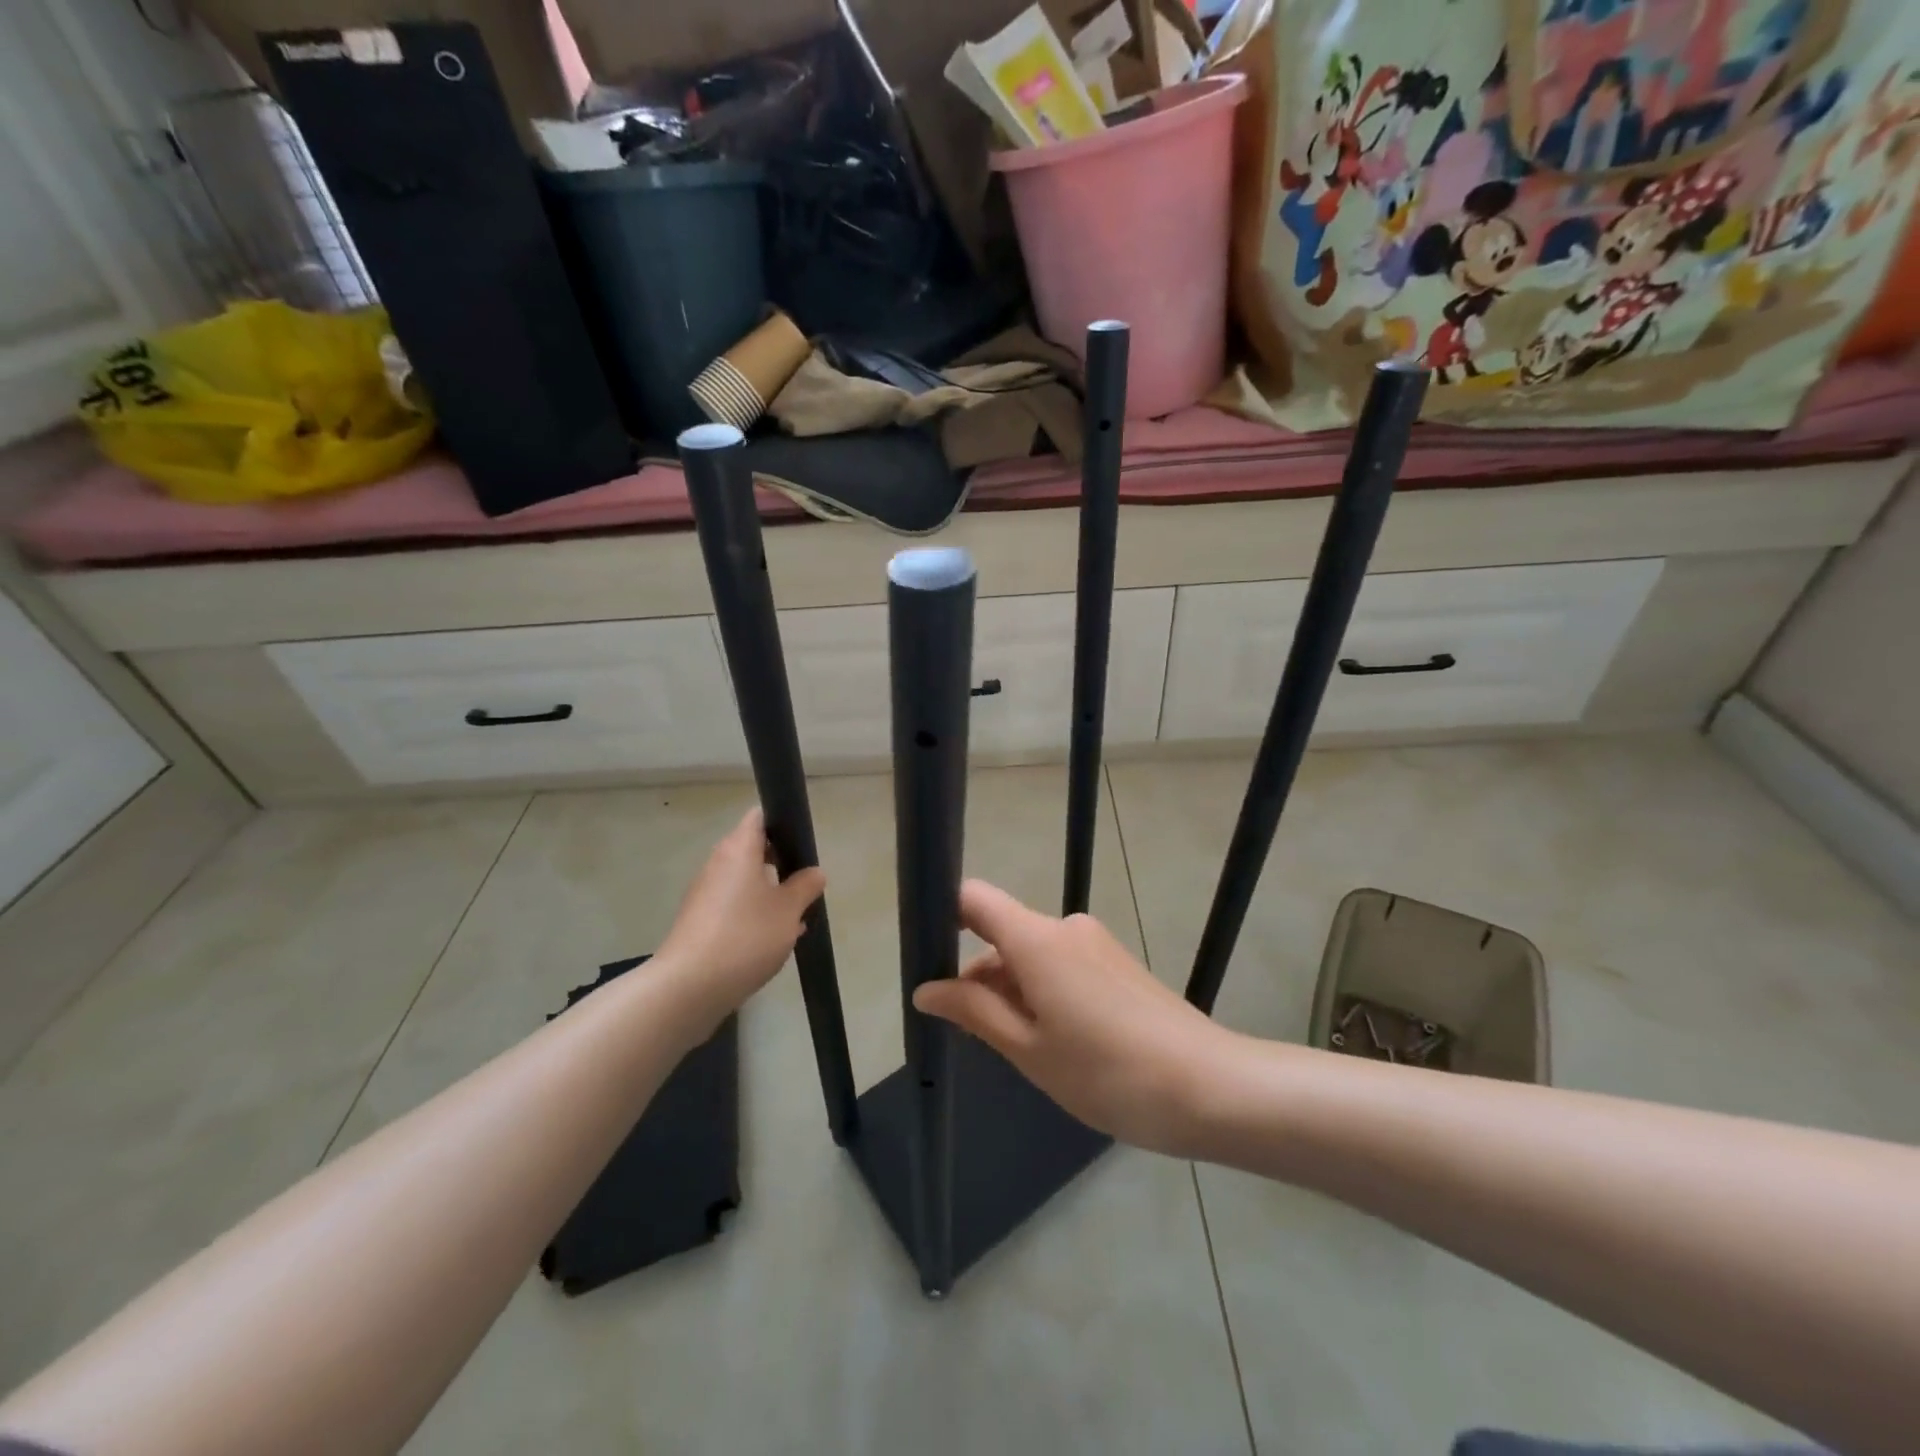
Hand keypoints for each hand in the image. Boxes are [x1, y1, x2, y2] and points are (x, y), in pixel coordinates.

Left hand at [655, 809, 824, 1031]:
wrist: (689, 986)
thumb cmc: (746, 936)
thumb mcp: (789, 911)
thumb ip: (805, 886)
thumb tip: (814, 872)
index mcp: (739, 849)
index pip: (759, 817)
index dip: (782, 822)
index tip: (802, 841)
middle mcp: (718, 864)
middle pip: (752, 850)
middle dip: (781, 863)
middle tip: (805, 882)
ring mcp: (705, 893)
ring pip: (745, 881)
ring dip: (770, 892)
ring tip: (796, 916)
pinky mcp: (699, 920)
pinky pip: (734, 905)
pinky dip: (753, 913)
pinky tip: (774, 939)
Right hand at [912, 881, 1234, 1155]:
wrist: (1210, 1087)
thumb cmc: (1108, 1073)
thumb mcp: (1030, 1050)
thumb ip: (974, 1012)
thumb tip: (926, 989)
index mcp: (1038, 939)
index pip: (975, 898)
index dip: (944, 916)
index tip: (926, 957)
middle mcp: (1066, 927)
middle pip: (1003, 932)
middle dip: (979, 976)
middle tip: (974, 1038)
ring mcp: (1095, 943)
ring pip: (1032, 954)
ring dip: (1013, 991)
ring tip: (1023, 1053)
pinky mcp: (1116, 963)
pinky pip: (1061, 965)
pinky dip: (1043, 994)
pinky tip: (1057, 1045)